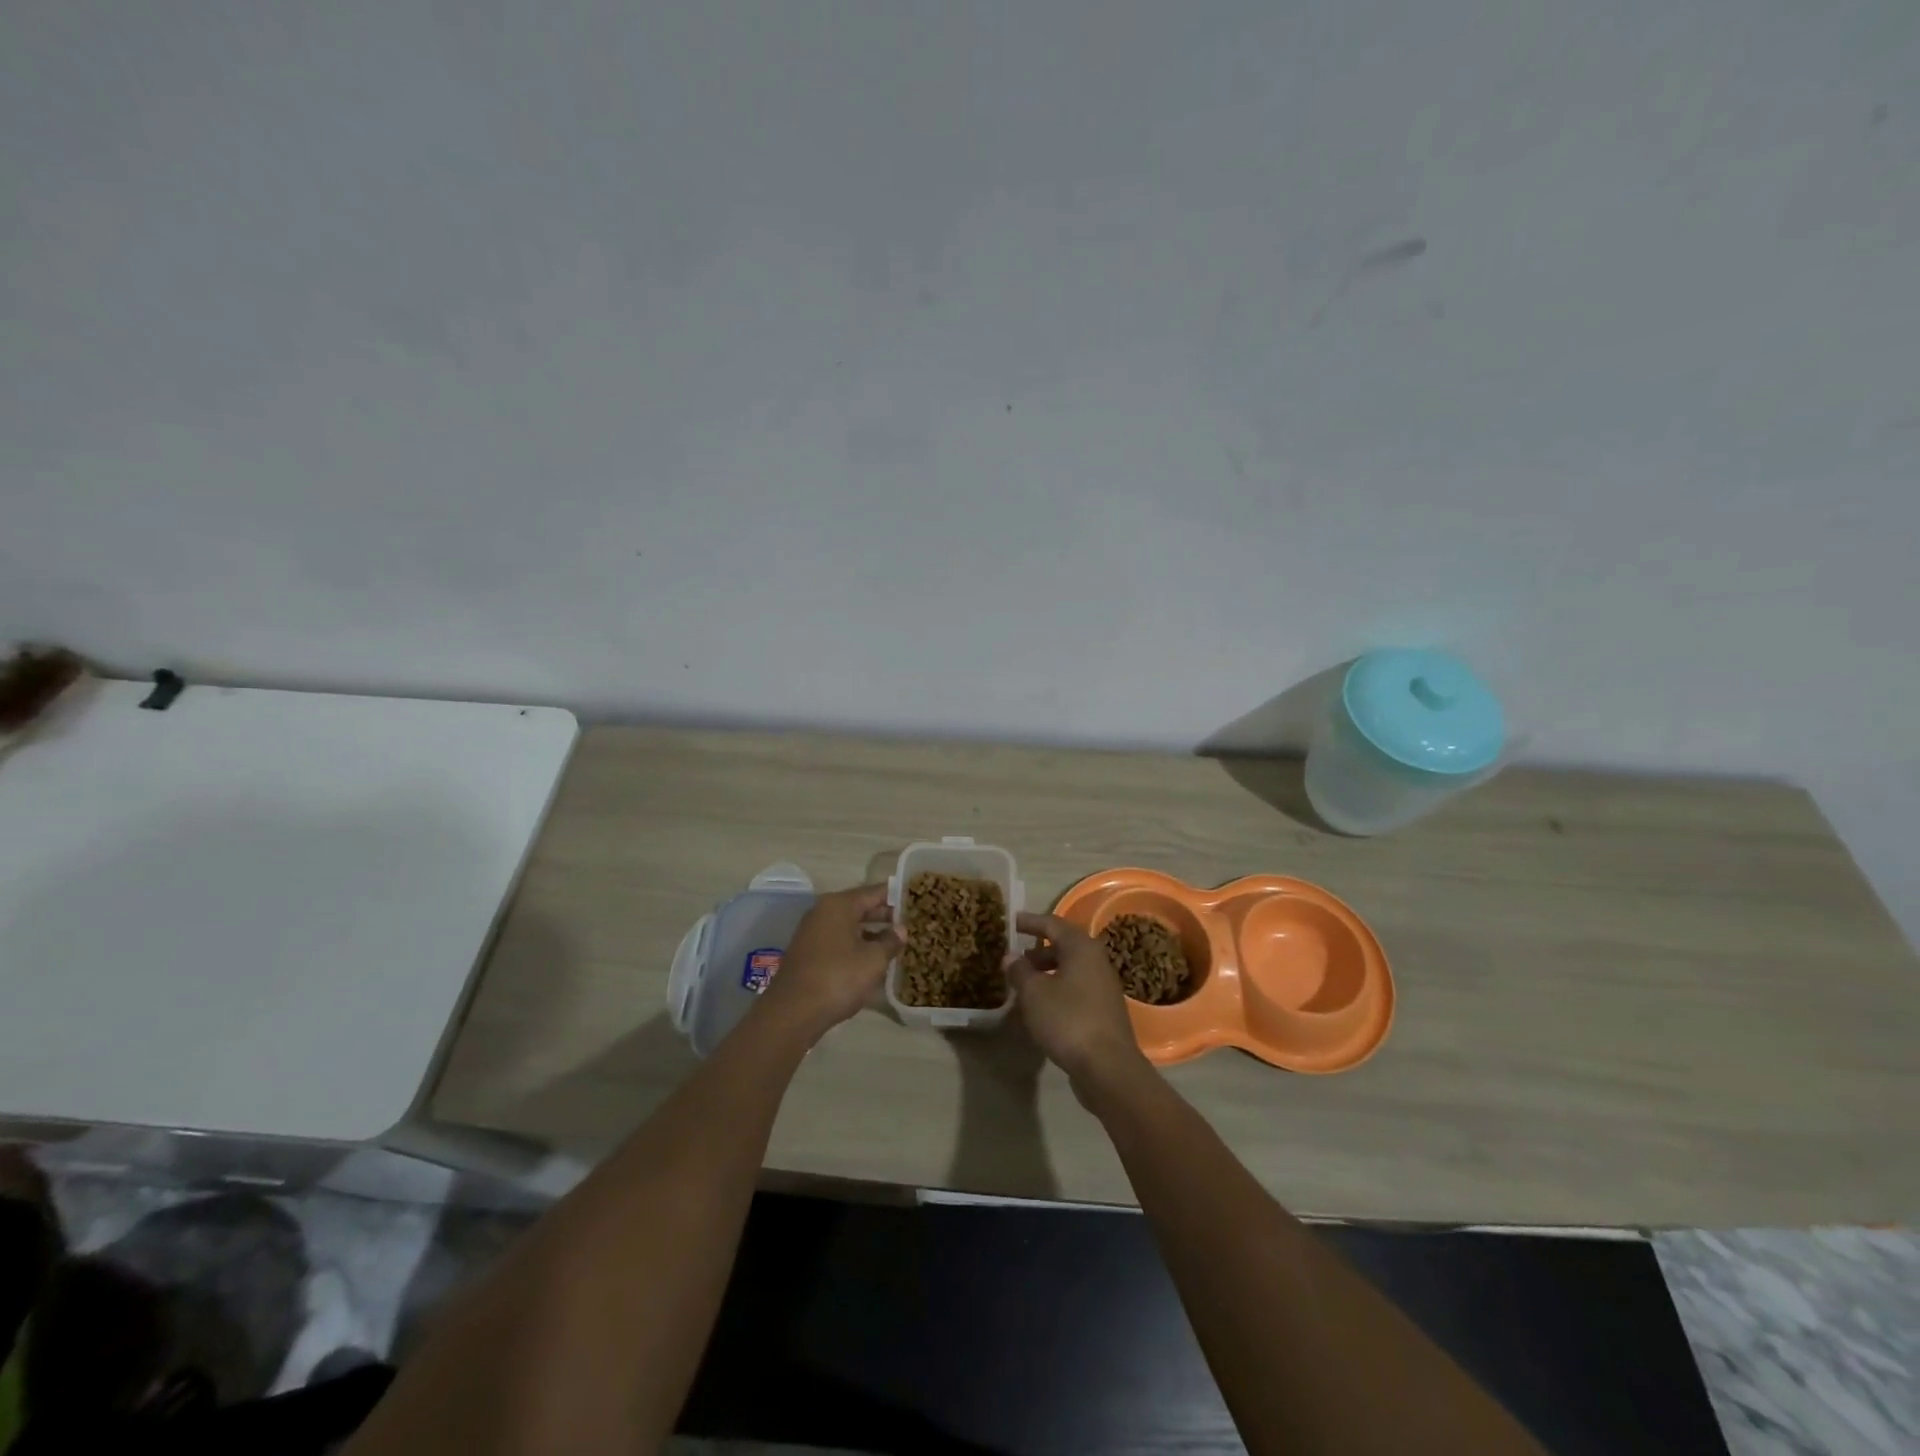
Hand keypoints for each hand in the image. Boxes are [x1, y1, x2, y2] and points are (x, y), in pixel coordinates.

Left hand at [761, 883, 900, 1037]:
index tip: (916, 901)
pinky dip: (856, 946)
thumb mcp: (873, 960)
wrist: (792, 1013)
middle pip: (860, 907)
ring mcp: (813, 933)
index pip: (874, 892)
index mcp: (839, 905)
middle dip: (885, 916)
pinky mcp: (809, 954)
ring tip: (897, 943)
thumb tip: (901, 929)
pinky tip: (873, 961)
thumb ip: (890, 941)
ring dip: (871, 934)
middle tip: (911, 923)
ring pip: (849, 926)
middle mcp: (823, 912)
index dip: (896, 896)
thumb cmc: (838, 977)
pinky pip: (839, 941)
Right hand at [1009, 912, 1151, 1092]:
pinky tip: (1043, 1005)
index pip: (1052, 924)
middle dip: (1039, 949)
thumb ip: (1020, 971)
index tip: (1013, 921)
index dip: (1030, 922)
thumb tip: (1011, 957)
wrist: (1108, 1066)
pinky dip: (1058, 988)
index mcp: (1081, 947)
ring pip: (1071, 968)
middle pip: (1065, 945)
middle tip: (1017, 957)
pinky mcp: (1105, 1009)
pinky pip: (1077, 987)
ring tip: (1025, 983)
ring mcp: (1104, 985)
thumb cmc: (1067, 1019)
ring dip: (1048, 971)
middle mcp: (1097, 960)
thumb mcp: (1034, 993)